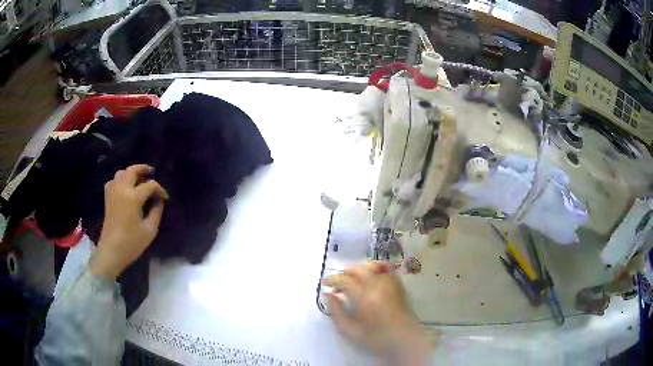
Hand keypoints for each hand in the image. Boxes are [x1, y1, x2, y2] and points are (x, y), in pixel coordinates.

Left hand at [90, 164, 168, 279]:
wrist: (111, 251)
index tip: (165, 198)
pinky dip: (121, 179)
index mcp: (133, 197)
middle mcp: (121, 189)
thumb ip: (156, 212)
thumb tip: (158, 201)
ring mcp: (112, 192)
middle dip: (143, 169)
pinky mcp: (108, 198)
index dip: (160, 190)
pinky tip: (125, 187)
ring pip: (121, 173)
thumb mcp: (149, 230)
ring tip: (139, 178)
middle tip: (152, 172)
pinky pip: (114, 181)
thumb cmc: (131, 243)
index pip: (150, 185)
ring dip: (131, 173)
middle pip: (132, 170)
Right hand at [323, 262, 429, 363]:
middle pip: (359, 269)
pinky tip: (371, 278)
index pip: (344, 280)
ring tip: (353, 279)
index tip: (324, 283)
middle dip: (345, 273)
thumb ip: (336, 312)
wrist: (403, 340)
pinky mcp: (398, 286)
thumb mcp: (349, 330)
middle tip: (338, 282)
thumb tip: (327, 295)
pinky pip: (386, 270)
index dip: (332, 279)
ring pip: (373, 267)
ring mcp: (390, 284)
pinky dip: (376, 269)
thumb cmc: (375, 337)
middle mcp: (377, 285)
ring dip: (360, 269)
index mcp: (364, 296)